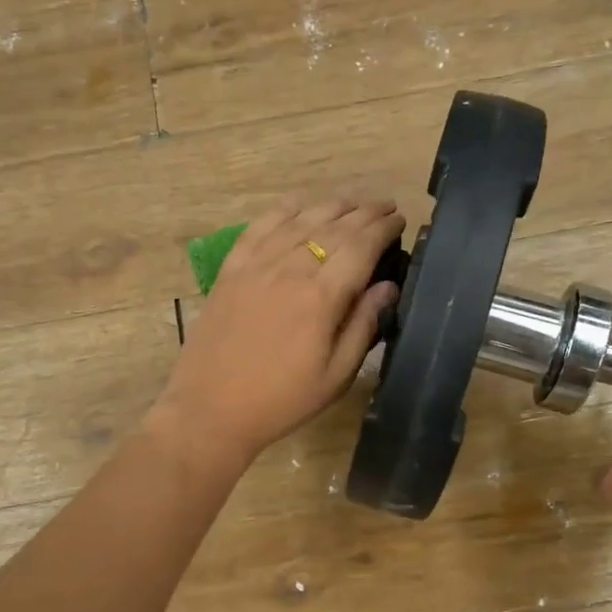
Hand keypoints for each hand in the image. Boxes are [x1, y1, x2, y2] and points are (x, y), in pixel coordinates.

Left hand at [152, 199, 404, 471]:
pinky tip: (296, 206)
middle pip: (333, 227)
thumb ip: (364, 326)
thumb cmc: (282, 400)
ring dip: (330, 207)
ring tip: (351, 203)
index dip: (383, 228)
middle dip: (364, 213)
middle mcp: (290, 269)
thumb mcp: (336, 375)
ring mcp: (256, 266)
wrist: (211, 408)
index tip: (400, 219)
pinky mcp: (230, 270)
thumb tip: (388, 286)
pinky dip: (282, 212)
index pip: (361, 246)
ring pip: (299, 220)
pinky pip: (259, 228)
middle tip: (384, 207)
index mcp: (321, 296)